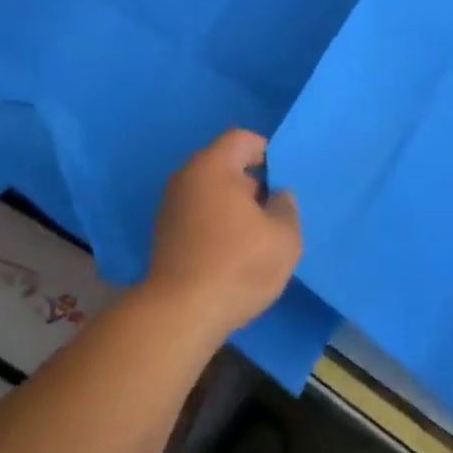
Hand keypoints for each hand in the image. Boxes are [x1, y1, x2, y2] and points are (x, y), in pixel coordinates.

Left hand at [144, 129, 301, 343]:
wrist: (181, 313)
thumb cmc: (238, 265)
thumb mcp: (284, 238)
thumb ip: (287, 208)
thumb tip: (278, 196)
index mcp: (213, 166)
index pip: (242, 139)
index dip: (267, 152)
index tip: (284, 180)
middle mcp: (187, 177)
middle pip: (225, 165)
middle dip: (252, 184)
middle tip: (276, 212)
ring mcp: (171, 205)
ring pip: (212, 192)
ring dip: (234, 207)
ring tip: (257, 237)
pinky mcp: (165, 233)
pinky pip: (199, 214)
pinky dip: (217, 224)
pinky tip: (233, 254)